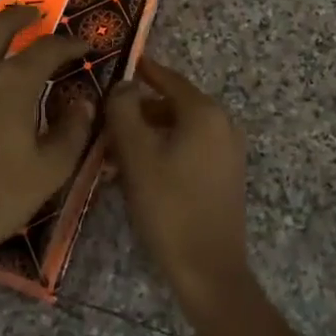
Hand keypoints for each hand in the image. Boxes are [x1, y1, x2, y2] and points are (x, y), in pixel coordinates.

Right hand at [103, 58, 251, 317]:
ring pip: (180, 129)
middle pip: (174, 104)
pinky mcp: (226, 175)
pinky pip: (191, 149)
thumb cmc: (169, 207)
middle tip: (107, 121)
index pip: (168, 79)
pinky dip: (165, 150)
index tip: (121, 65)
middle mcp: (223, 124)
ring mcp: (229, 151)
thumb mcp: (136, 156)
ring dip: (149, 134)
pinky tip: (140, 173)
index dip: (143, 71)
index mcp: (205, 112)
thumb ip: (124, 112)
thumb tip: (123, 84)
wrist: (209, 270)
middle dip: (139, 111)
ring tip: (116, 152)